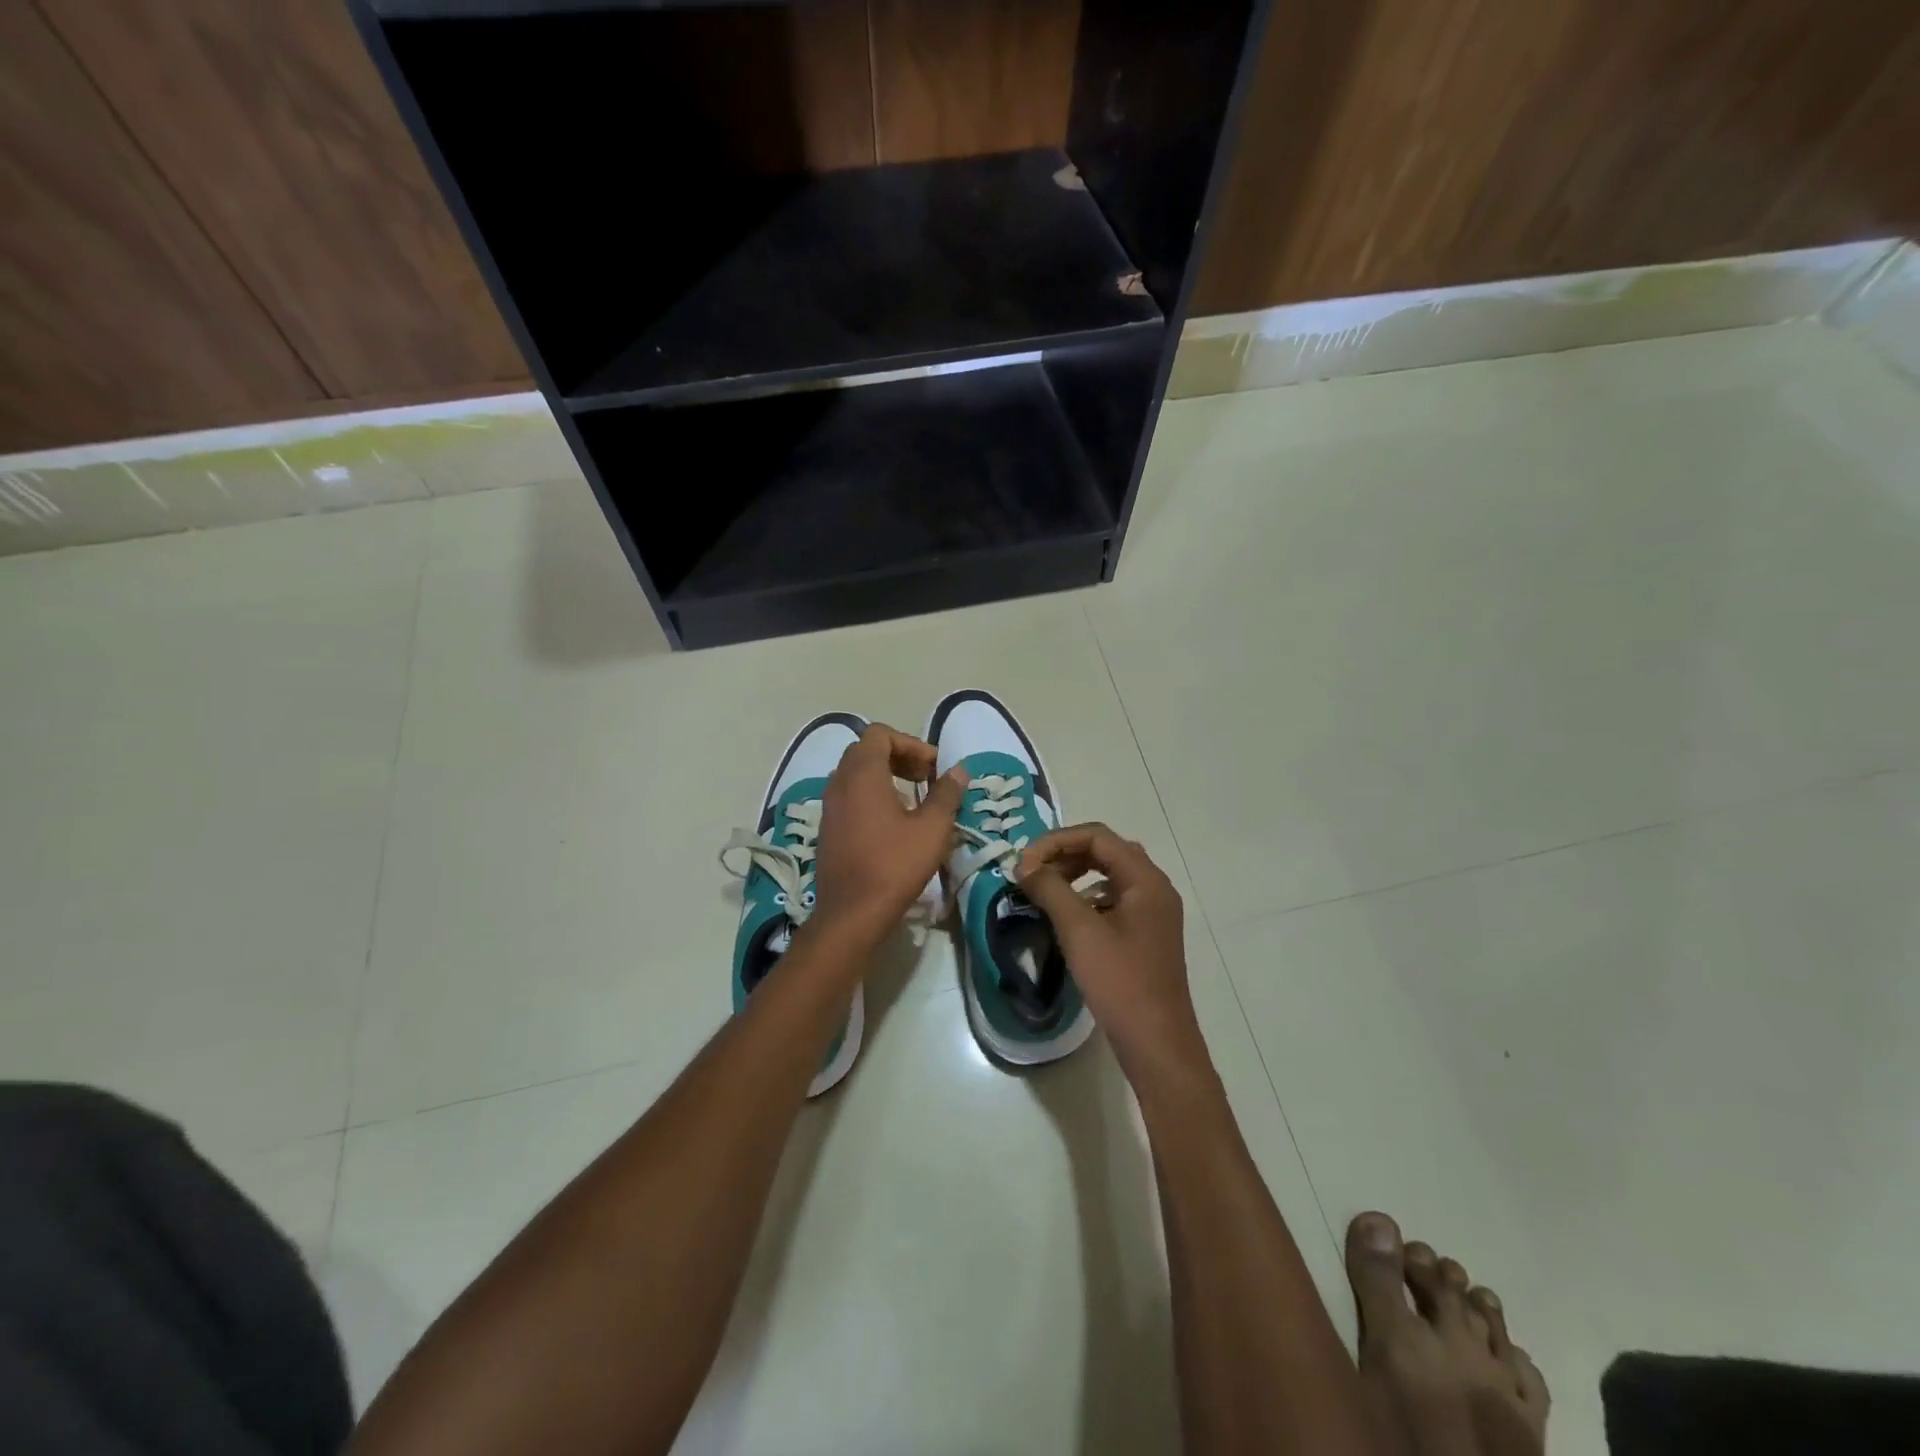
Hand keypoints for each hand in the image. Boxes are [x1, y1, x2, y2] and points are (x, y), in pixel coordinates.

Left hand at [812, 724, 966, 941]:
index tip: (933, 766)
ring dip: (885, 776)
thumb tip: (959, 771)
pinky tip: (893, 823)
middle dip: (898, 757)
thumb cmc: (894, 865)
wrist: (851, 914)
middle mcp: (839, 784)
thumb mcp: (932, 828)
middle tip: (926, 777)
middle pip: (866, 751)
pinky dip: (871, 796)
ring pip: (855, 775)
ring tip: (913, 799)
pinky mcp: (828, 829)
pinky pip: (848, 797)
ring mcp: (829, 807)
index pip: (879, 735)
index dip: (910, 743)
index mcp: (862, 775)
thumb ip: (946, 794)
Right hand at [1016, 824, 1210, 1085]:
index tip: (1024, 862)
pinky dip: (1086, 898)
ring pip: (1110, 876)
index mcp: (1146, 880)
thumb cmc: (1120, 981)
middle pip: (1106, 851)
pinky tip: (1066, 918)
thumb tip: (1024, 864)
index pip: (1098, 836)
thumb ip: (1050, 889)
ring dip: (1075, 875)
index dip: (1056, 841)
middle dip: (1065, 855)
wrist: (1156, 1043)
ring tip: (1043, 891)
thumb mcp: (1079, 931)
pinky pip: (1114, 900)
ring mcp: (1153, 913)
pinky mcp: (1146, 935)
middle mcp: (1154, 888)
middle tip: (1031, 873)